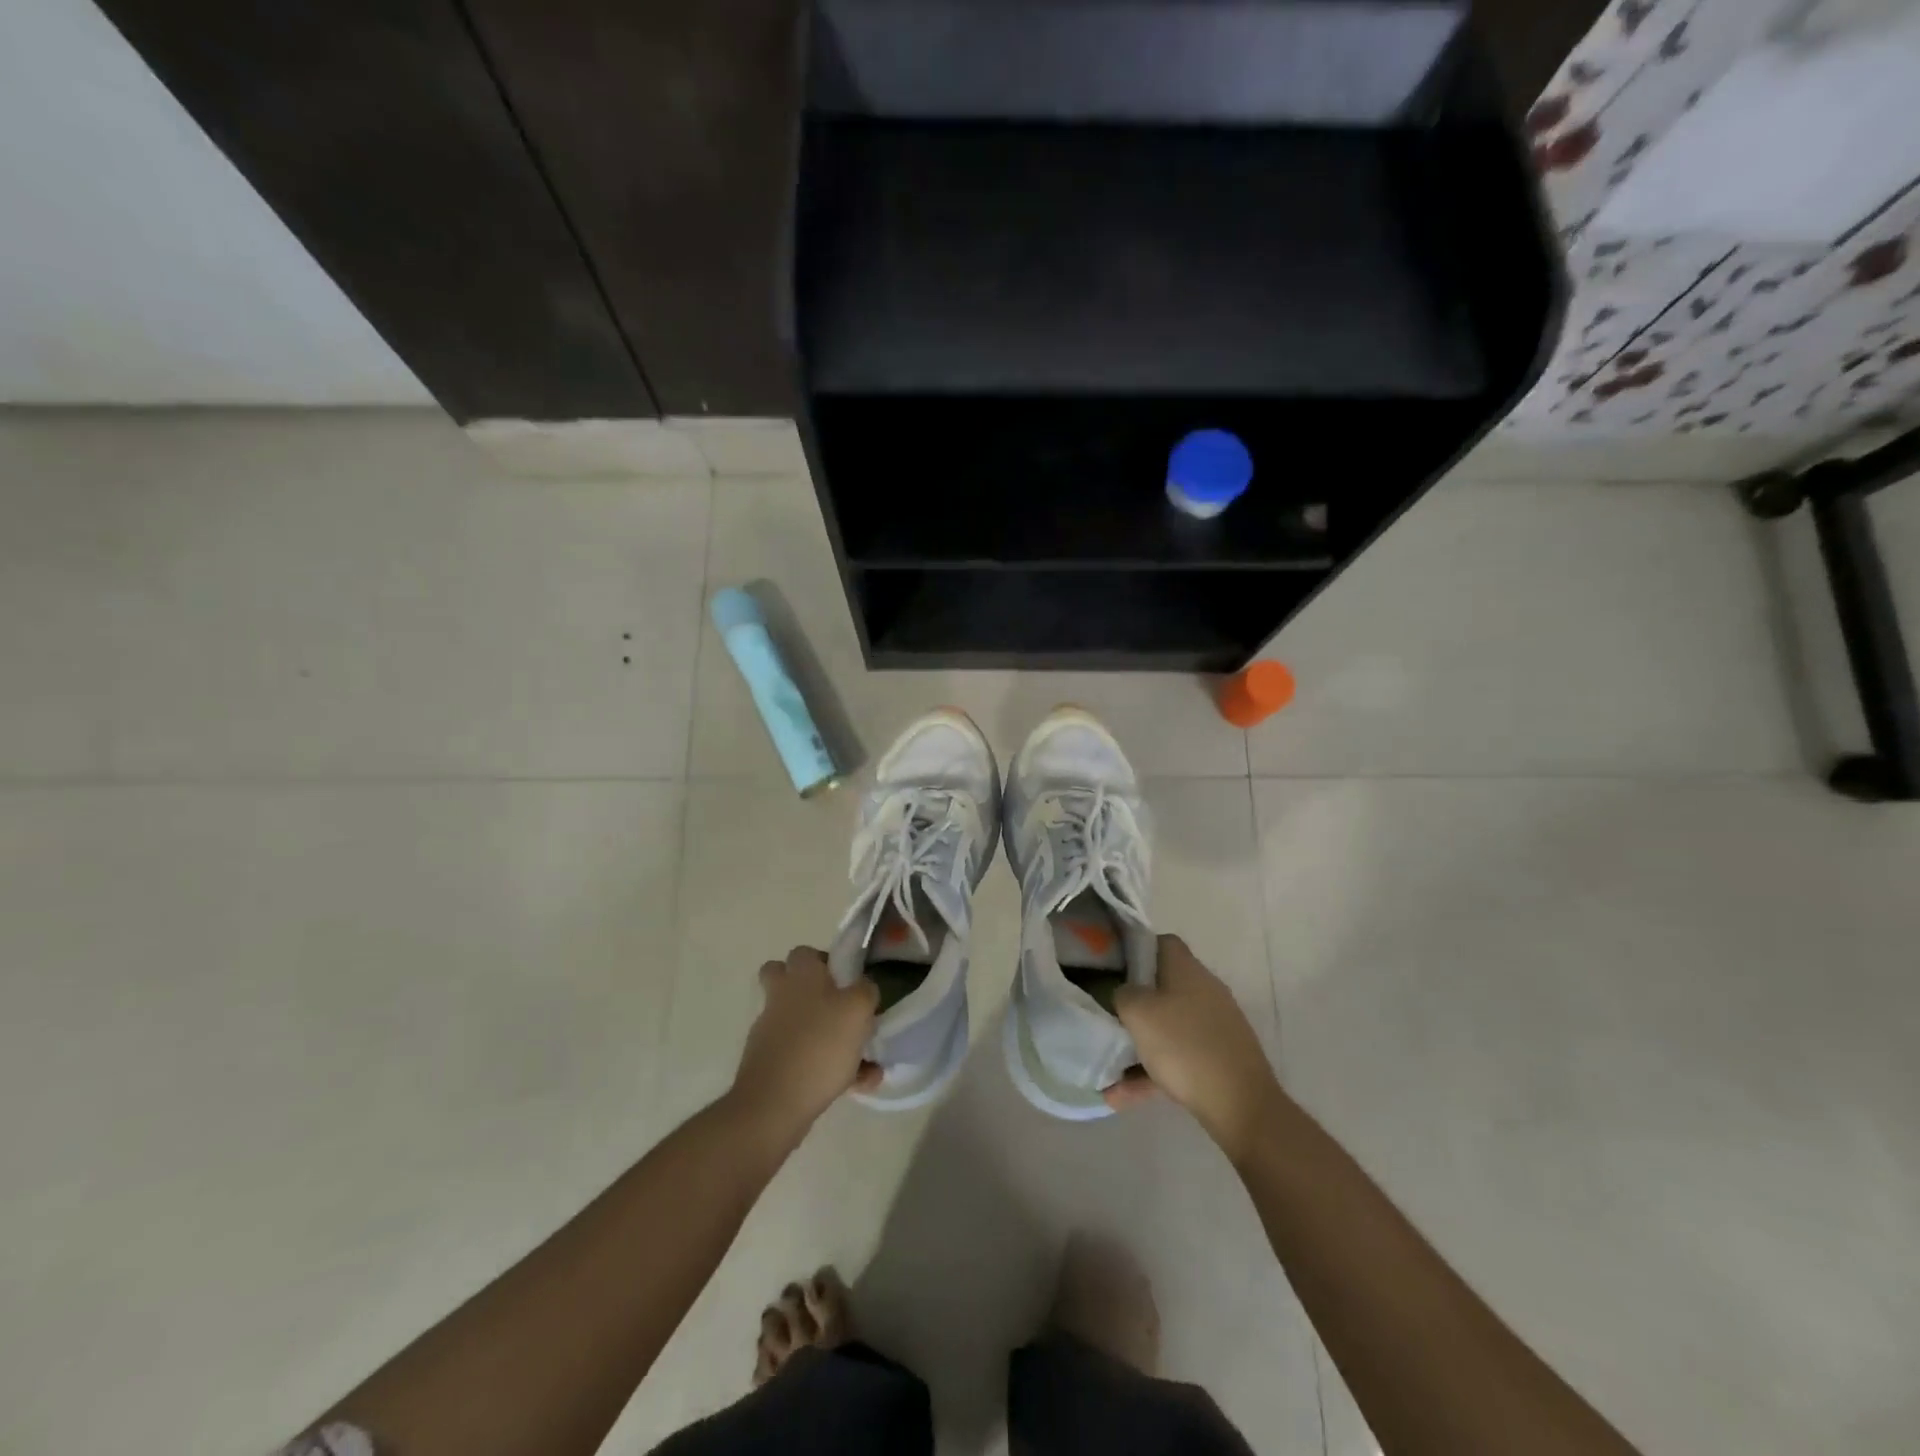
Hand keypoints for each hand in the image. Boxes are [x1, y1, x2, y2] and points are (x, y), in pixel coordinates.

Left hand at [729, 946, 880, 1136]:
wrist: (773, 1104)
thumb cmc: (819, 1046)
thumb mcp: (858, 1009)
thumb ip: (866, 991)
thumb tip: (864, 987)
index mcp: (800, 977)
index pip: (804, 953)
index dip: (824, 961)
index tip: (847, 979)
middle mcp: (780, 999)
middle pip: (786, 982)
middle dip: (812, 993)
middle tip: (839, 1008)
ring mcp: (769, 1033)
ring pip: (799, 1025)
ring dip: (827, 1037)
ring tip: (864, 1061)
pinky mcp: (769, 1065)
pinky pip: (803, 1058)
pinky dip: (825, 1068)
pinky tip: (854, 1086)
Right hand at [1107, 935, 1285, 1161]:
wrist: (1241, 1105)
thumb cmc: (1184, 1046)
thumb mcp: (1138, 1012)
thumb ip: (1123, 993)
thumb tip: (1125, 992)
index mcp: (1187, 970)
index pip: (1161, 942)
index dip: (1135, 950)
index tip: (1112, 968)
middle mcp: (1205, 990)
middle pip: (1162, 986)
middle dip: (1134, 1002)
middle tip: (1108, 1015)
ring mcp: (1215, 1025)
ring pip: (1168, 1026)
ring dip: (1139, 1045)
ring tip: (1109, 1069)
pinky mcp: (1220, 1057)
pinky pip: (1178, 1057)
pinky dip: (1152, 1072)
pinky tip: (1123, 1096)